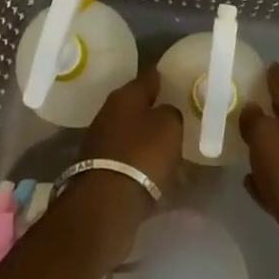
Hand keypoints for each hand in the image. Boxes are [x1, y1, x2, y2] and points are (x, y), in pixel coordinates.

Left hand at [64, 69, 183, 256]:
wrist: (106, 203)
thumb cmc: (142, 154)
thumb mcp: (169, 126)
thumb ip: (171, 112)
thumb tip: (165, 112)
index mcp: (126, 95)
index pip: (150, 76)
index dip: (165, 76)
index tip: (178, 78)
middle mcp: (109, 111)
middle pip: (138, 104)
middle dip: (155, 109)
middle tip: (177, 115)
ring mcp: (101, 139)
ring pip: (132, 131)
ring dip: (148, 137)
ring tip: (170, 146)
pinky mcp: (99, 167)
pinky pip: (128, 156)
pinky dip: (141, 160)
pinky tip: (156, 169)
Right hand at [239, 63, 278, 278]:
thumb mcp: (268, 136)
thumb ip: (255, 119)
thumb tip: (251, 110)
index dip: (273, 76)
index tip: (262, 66)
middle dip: (265, 112)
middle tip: (238, 104)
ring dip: (263, 148)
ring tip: (237, 141)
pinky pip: (277, 183)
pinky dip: (264, 180)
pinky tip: (246, 180)